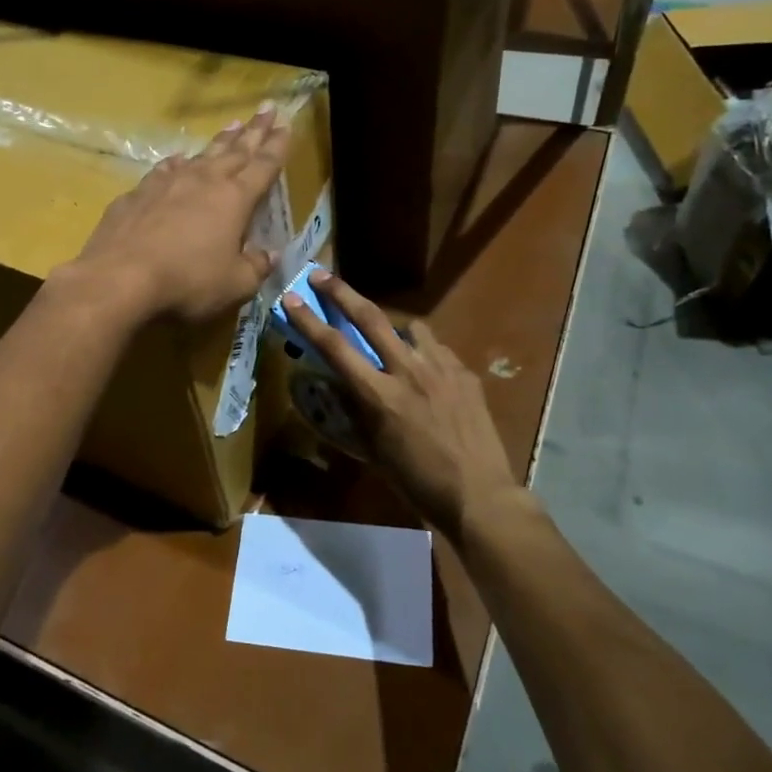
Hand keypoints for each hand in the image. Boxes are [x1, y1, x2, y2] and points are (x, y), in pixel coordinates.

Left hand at [59, 107, 290, 325]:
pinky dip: (176, 163)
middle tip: (266, 109)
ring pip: (200, 155)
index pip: (263, 166)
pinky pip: (164, 171)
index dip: (277, 145)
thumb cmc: (187, 281)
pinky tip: (177, 161)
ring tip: (231, 126)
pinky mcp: (137, 194)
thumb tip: (269, 255)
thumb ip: (255, 267)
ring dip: (219, 141)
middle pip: (235, 151)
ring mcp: (167, 183)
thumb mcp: (234, 284)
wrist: (120, 276)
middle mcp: (203, 181)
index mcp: (234, 200)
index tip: (285, 125)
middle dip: (254, 131)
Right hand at [281, 269, 524, 539]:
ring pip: (410, 327)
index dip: (309, 321)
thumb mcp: (374, 451)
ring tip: (392, 341)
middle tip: (322, 275)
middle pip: (370, 317)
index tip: (292, 298)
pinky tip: (427, 373)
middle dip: (341, 293)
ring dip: (393, 327)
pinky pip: (438, 349)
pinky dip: (424, 353)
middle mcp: (408, 371)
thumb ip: (356, 412)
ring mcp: (441, 368)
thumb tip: (340, 386)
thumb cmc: (417, 483)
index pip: (335, 347)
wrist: (480, 496)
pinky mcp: (465, 373)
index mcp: (380, 395)